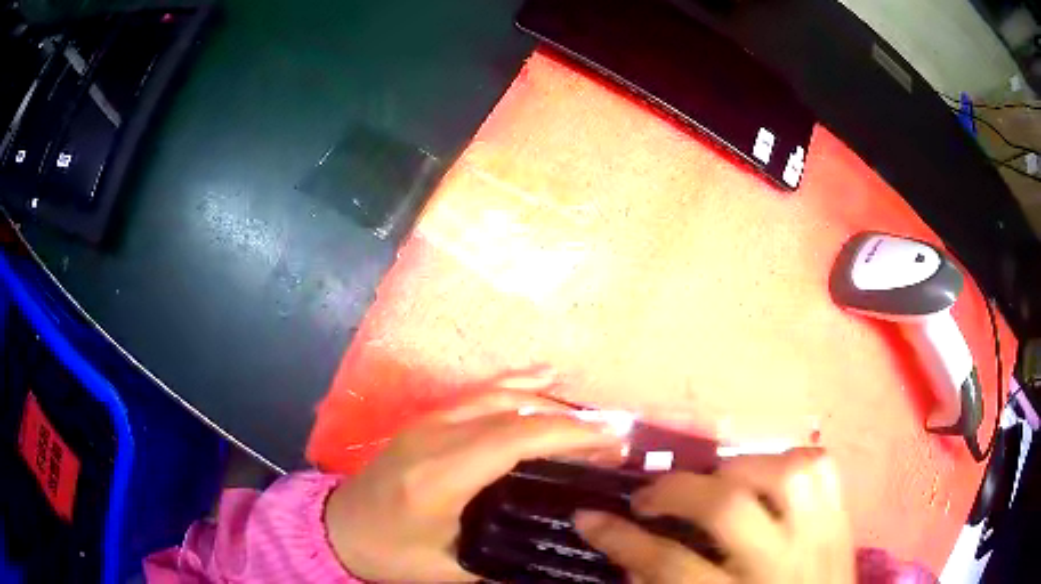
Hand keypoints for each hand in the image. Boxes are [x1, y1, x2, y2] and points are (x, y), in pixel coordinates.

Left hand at [324, 390, 627, 582]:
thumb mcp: (446, 571)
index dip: (568, 434)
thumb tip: (557, 561)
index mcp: (440, 476)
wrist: (337, 528)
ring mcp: (428, 423)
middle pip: (513, 412)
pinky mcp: (425, 421)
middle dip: (569, 421)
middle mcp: (434, 437)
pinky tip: (543, 379)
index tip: (611, 442)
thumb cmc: (389, 553)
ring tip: (590, 421)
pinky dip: (516, 385)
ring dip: (548, 403)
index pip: (514, 439)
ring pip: (499, 396)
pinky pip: (478, 395)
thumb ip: (503, 566)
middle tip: (612, 438)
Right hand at [575, 449, 853, 583]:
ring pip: (783, 473)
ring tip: (711, 481)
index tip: (588, 518)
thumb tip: (631, 555)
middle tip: (648, 497)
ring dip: (738, 468)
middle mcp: (783, 564)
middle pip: (729, 509)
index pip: (672, 567)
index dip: (622, 539)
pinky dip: (788, 458)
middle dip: (676, 492)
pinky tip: (765, 473)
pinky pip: (820, 465)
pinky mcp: (842, 516)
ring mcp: (821, 533)